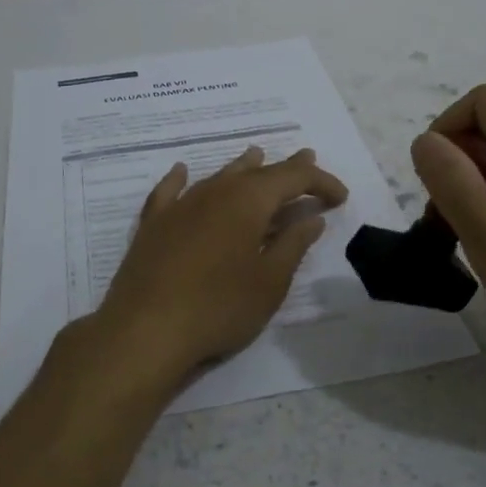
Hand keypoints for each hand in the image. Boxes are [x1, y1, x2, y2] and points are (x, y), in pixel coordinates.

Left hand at [91, 146, 348, 386]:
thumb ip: (292, 245)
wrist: (145, 330)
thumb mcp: (269, 282)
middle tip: (307, 159)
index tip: (340, 198)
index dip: (320, 182)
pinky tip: (182, 171)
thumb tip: (311, 218)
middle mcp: (214, 192)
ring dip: (242, 168)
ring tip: (257, 156)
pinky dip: (181, 179)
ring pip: (218, 176)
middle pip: (257, 172)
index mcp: (248, 201)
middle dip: (286, 168)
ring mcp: (180, 205)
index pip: (293, 178)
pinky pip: (170, 191)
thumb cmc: (219, 308)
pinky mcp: (153, 224)